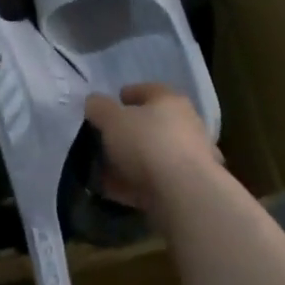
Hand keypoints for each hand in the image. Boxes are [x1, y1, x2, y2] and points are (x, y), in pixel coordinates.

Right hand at [84, 84, 221, 212]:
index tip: (110, 105)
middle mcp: (186, 124)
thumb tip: (94, 103)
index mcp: (170, 101)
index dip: (127, 95)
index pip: (147, 90)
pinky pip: (155, 181)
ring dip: (132, 161)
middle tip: (105, 139)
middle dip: (128, 131)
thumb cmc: (147, 143)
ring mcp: (191, 157)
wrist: (184, 194)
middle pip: (153, 123)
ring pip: (154, 154)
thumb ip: (99, 108)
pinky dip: (136, 184)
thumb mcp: (111, 119)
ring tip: (106, 170)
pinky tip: (117, 191)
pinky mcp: (188, 186)